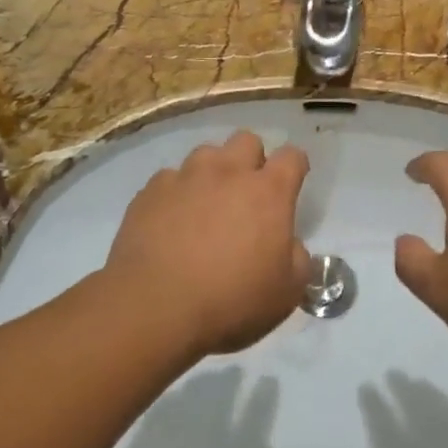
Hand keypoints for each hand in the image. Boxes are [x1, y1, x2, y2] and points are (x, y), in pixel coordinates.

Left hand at [103, 130, 310, 356]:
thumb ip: (297, 259)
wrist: (155, 307)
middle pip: (247, 140)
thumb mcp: (287, 292)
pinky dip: (176, 193)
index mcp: (268, 192)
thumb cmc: (231, 301)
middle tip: (247, 195)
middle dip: (252, 160)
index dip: (295, 166)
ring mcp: (186, 177)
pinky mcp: (151, 190)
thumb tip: (288, 245)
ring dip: (212, 172)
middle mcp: (228, 172)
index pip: (292, 157)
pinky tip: (171, 221)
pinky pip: (169, 179)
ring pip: (206, 154)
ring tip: (206, 205)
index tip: (292, 184)